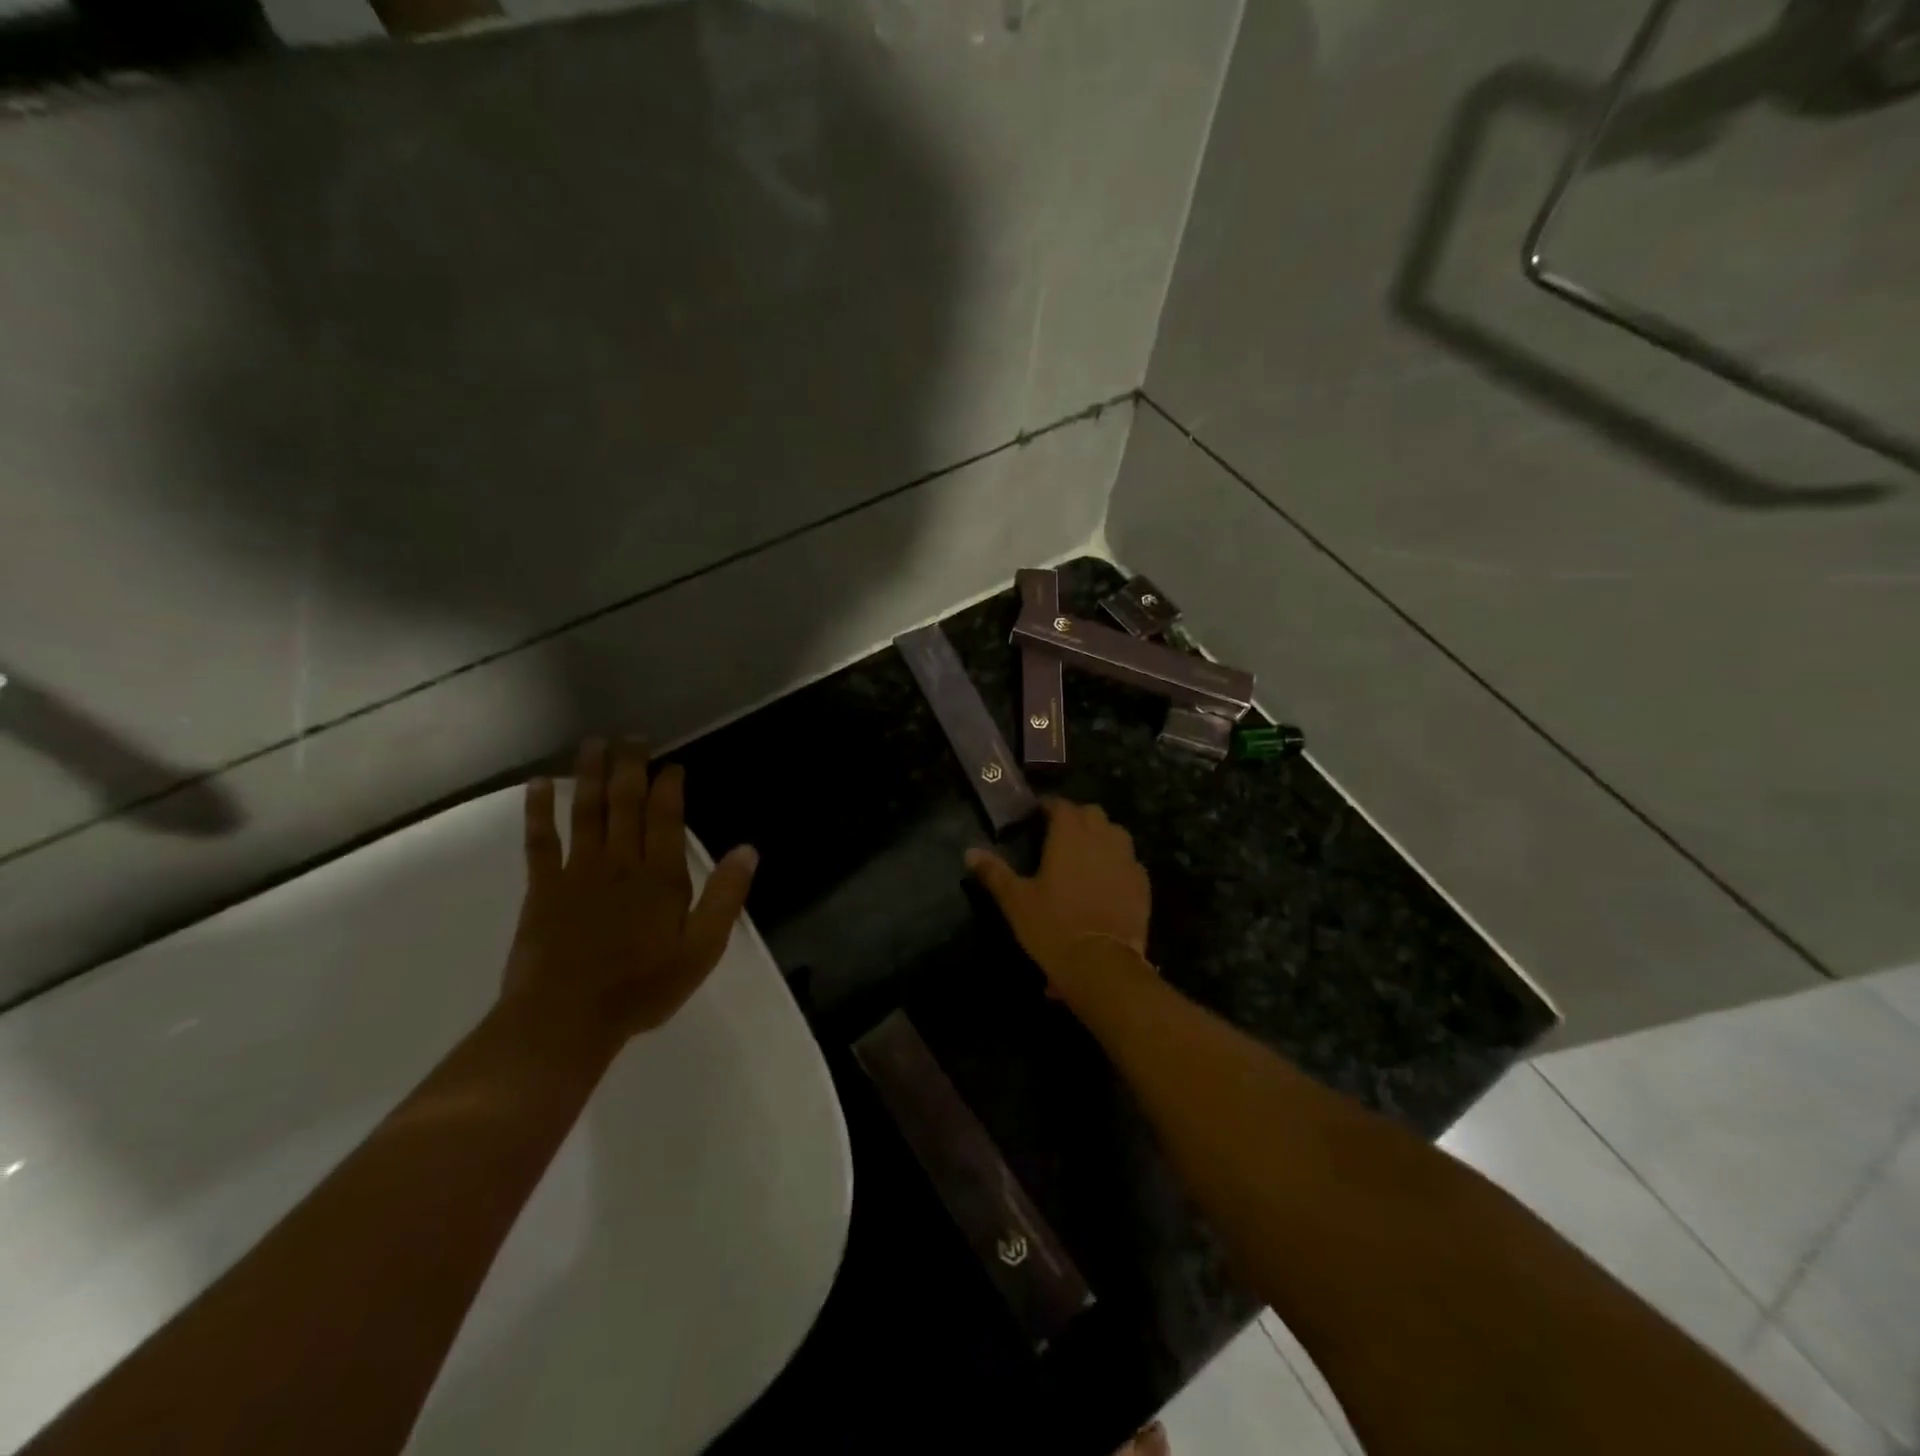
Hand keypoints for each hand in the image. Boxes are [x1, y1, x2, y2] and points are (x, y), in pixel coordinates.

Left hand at [503, 739, 758, 1049]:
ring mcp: (577, 871)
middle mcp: (619, 862)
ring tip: (593, 744)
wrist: (566, 1019)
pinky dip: (538, 811)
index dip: (669, 786)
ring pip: (586, 811)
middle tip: (632, 737)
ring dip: (590, 775)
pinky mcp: (542, 887)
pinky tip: (538, 784)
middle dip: (630, 767)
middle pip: (625, 803)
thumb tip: (749, 849)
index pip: (666, 817)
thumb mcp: (702, 949)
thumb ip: (725, 896)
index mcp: (660, 876)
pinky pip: (540, 840)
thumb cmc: (642, 987)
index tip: (672, 764)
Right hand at [966, 797, 1150, 984]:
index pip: (1061, 805)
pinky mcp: (1142, 883)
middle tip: (1060, 834)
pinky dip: (1117, 863)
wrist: (1102, 962)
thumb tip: (969, 852)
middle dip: (1077, 817)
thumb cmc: (1053, 925)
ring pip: (1116, 833)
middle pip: (1092, 813)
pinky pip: (1130, 861)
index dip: (1049, 807)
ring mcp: (1127, 859)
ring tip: (1085, 854)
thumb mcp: (1016, 900)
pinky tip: (1106, 880)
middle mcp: (1101, 838)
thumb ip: (994, 872)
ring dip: (1101, 835)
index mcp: (1069, 835)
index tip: (1038, 815)